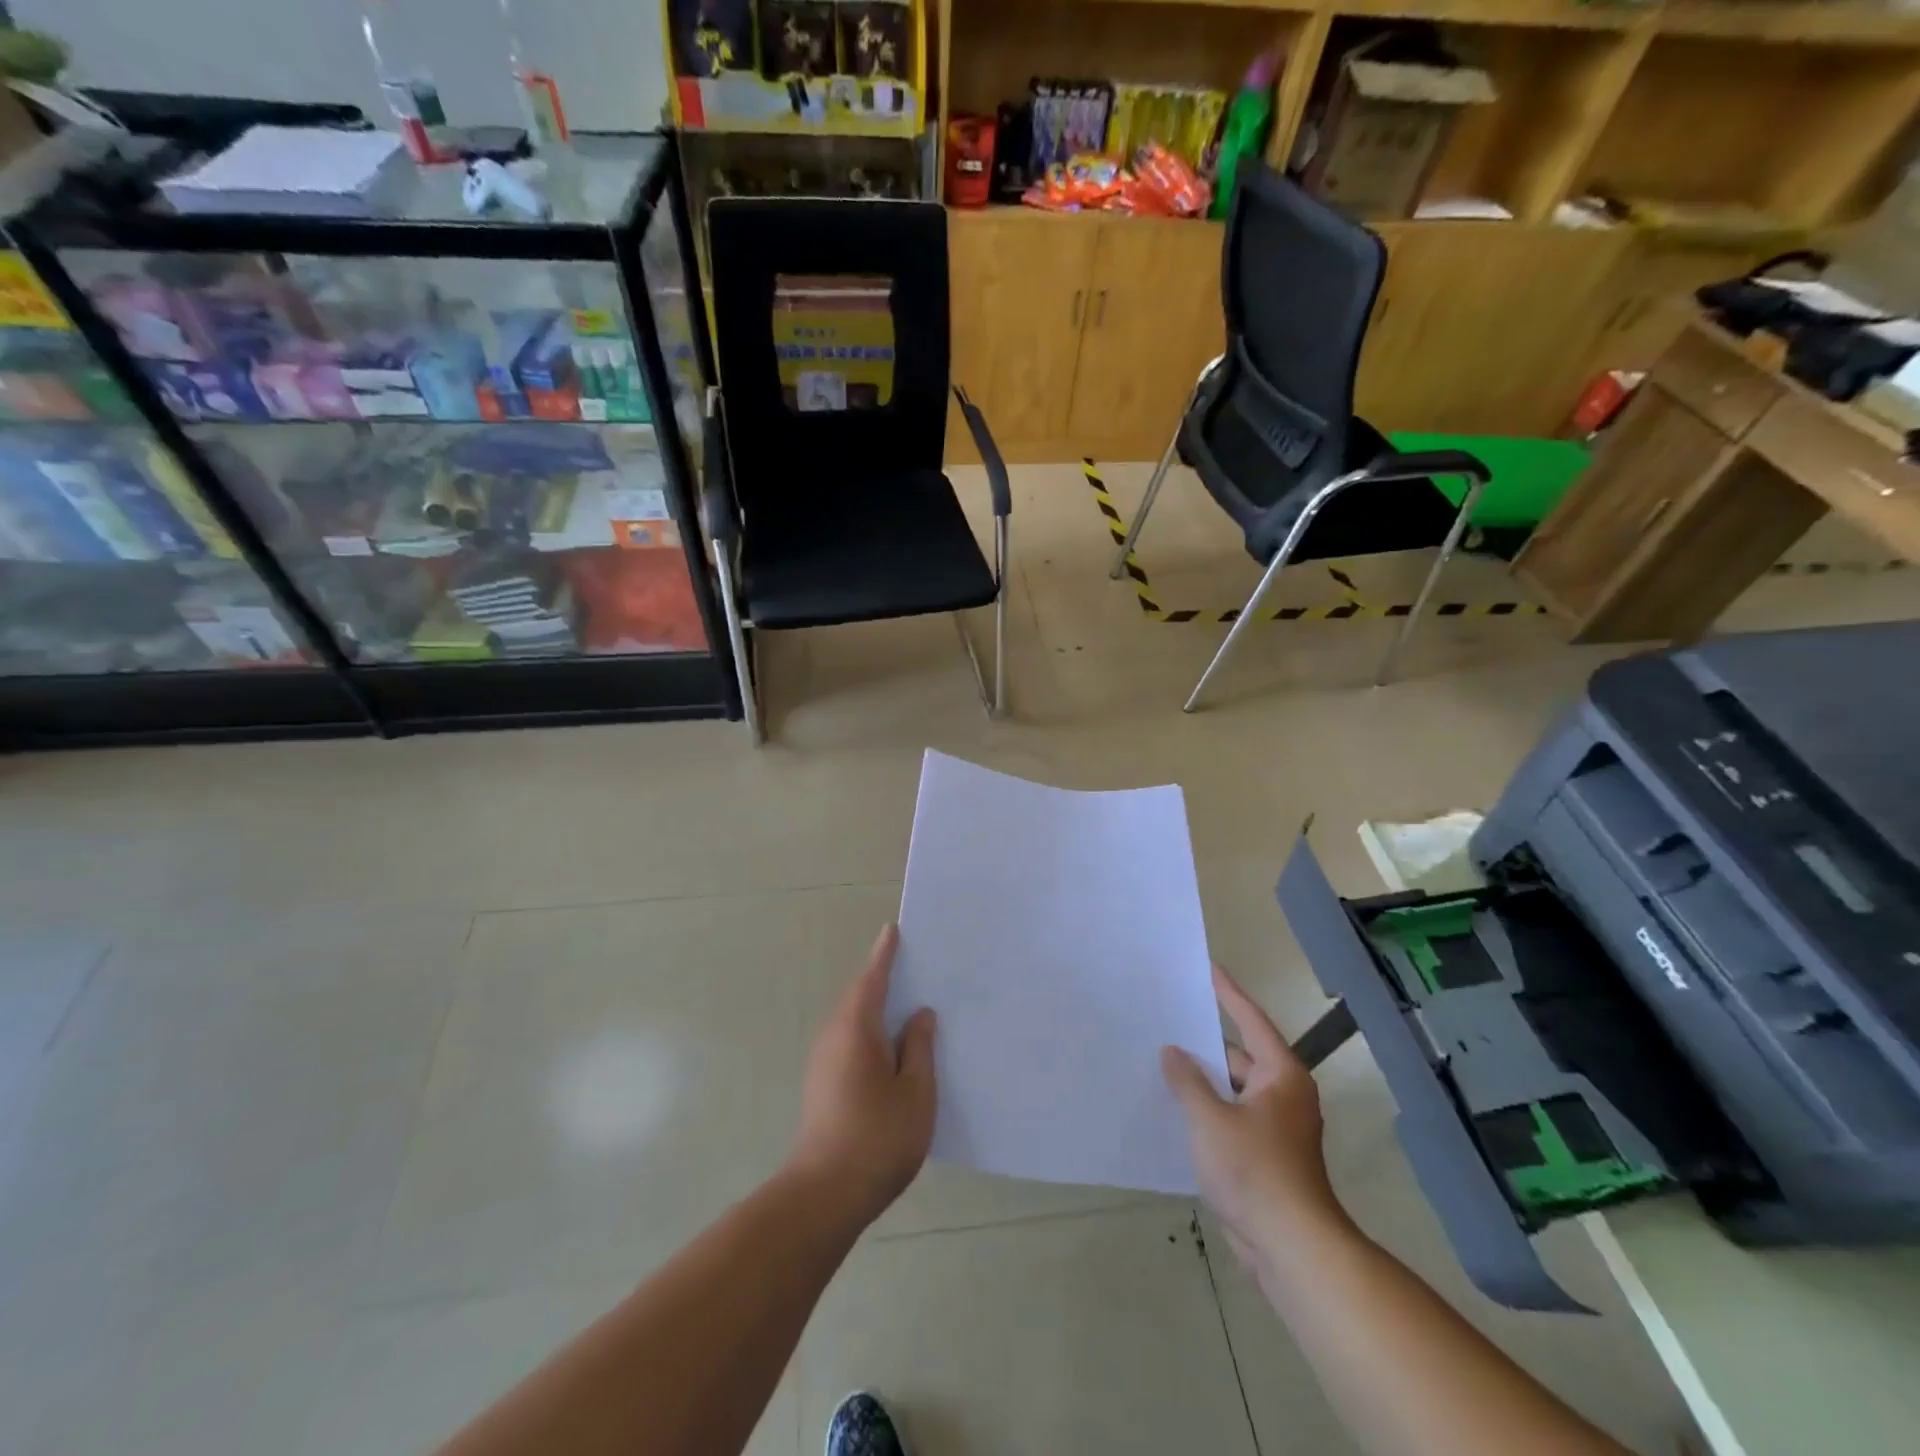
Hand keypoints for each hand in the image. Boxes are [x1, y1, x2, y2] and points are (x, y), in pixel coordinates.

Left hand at [789, 924, 936, 1227]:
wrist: (824, 1195)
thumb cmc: (878, 1137)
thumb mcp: (916, 1091)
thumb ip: (920, 1048)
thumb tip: (919, 1015)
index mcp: (856, 1029)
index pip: (872, 979)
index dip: (885, 955)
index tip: (893, 930)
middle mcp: (834, 1037)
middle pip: (859, 997)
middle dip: (881, 979)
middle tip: (912, 966)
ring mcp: (823, 1062)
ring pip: (853, 1021)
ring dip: (876, 1008)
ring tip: (907, 1005)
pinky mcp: (822, 1085)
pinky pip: (849, 1041)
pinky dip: (869, 1032)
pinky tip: (891, 1049)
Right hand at [1163, 966, 1346, 1276]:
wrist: (1291, 1248)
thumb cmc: (1254, 1171)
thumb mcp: (1210, 1119)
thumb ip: (1187, 1081)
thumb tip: (1173, 1053)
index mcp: (1281, 1075)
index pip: (1250, 1020)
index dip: (1228, 993)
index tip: (1208, 967)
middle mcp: (1283, 1094)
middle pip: (1238, 1055)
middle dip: (1203, 1042)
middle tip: (1167, 1018)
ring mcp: (1275, 1128)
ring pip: (1232, 1089)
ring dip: (1202, 1080)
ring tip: (1161, 1059)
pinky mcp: (1264, 1156)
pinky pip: (1230, 1117)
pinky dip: (1206, 1108)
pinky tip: (1174, 1107)